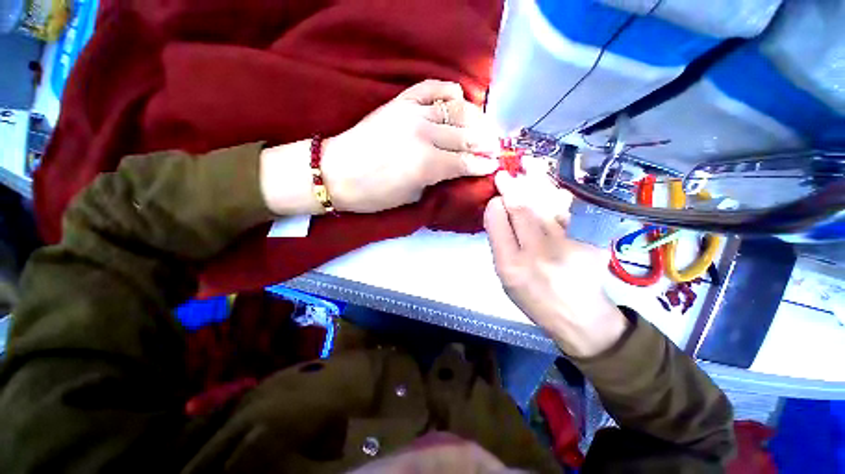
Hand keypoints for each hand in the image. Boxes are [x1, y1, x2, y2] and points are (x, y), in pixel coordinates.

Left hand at [321, 80, 499, 212]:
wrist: (337, 172)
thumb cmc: (375, 194)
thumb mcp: (411, 196)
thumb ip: (437, 181)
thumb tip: (457, 171)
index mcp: (426, 165)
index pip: (465, 161)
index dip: (483, 164)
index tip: (495, 165)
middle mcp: (424, 135)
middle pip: (465, 135)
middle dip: (486, 142)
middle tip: (495, 146)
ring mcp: (411, 114)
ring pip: (454, 110)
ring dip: (474, 118)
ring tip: (483, 126)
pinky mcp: (399, 102)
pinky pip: (430, 88)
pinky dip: (447, 90)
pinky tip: (457, 97)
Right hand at [483, 170, 628, 357]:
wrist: (579, 318)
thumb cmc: (534, 299)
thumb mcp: (505, 278)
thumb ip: (500, 244)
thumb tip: (499, 211)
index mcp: (510, 265)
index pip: (498, 223)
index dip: (496, 205)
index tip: (495, 196)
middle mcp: (536, 253)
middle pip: (522, 210)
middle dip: (512, 187)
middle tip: (505, 173)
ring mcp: (565, 246)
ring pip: (546, 205)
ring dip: (535, 183)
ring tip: (528, 164)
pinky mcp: (586, 242)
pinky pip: (565, 213)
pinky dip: (556, 196)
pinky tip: (550, 185)